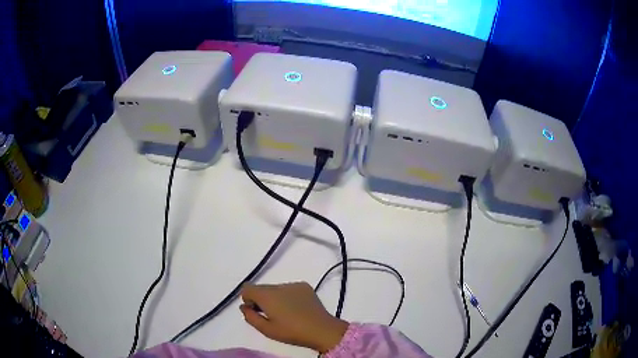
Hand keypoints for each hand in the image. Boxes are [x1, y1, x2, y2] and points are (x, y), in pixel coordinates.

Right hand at [240, 282, 348, 352]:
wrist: (322, 329)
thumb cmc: (292, 332)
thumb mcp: (266, 330)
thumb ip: (250, 317)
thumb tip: (244, 307)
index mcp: (267, 295)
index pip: (247, 288)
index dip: (248, 299)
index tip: (256, 311)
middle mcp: (278, 286)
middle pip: (261, 288)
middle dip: (261, 299)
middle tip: (270, 315)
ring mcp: (293, 284)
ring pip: (275, 289)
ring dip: (275, 298)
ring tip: (286, 313)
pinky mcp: (305, 286)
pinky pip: (289, 289)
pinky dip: (287, 296)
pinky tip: (296, 309)